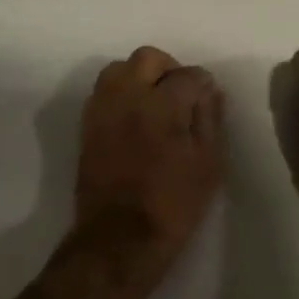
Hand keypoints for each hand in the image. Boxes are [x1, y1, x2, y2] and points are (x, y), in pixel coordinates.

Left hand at [73, 47, 224, 281]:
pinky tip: (135, 116)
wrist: (119, 239)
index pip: (187, 75)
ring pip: (119, 69)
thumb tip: (210, 91)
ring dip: (140, 76)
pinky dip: (121, 92)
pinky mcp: (87, 125)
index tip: (209, 97)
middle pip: (147, 59)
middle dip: (169, 68)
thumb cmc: (173, 205)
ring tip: (155, 101)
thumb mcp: (208, 165)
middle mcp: (127, 97)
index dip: (203, 83)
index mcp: (162, 105)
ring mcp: (103, 109)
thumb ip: (210, 120)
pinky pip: (103, 91)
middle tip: (182, 93)